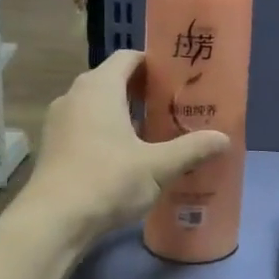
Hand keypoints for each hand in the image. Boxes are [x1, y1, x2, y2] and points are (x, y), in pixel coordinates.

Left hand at [19, 50, 228, 242]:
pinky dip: (106, 131)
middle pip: (113, 80)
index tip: (178, 79)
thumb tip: (224, 139)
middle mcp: (75, 95)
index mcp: (99, 87)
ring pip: (97, 105)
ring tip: (155, 132)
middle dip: (143, 91)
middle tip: (174, 106)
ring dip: (124, 113)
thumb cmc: (107, 181)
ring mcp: (59, 120)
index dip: (154, 64)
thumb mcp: (158, 166)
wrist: (53, 221)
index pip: (128, 57)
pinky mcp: (53, 145)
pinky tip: (127, 156)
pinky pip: (85, 126)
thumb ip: (191, 149)